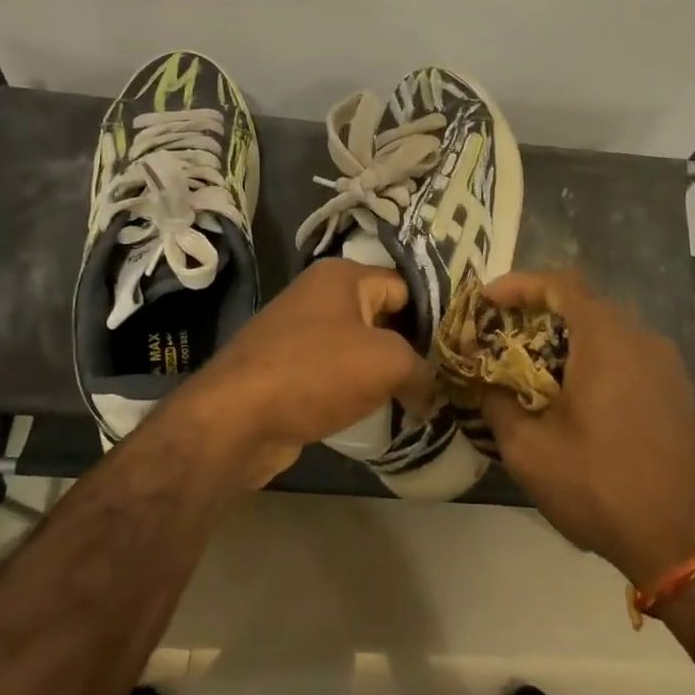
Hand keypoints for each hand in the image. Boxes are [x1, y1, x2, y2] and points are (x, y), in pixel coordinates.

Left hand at [171, 259, 432, 486]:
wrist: (236, 419)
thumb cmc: (316, 373)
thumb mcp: (387, 363)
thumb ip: (423, 371)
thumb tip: (433, 393)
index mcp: (342, 276)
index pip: (406, 286)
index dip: (434, 316)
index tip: (457, 349)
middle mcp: (319, 295)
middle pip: (383, 316)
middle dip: (411, 347)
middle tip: (444, 377)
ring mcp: (299, 333)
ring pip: (359, 348)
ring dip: (384, 373)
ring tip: (419, 398)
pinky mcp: (287, 369)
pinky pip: (336, 374)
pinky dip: (357, 391)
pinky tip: (379, 412)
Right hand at [480, 271, 694, 586]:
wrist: (690, 539)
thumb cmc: (602, 486)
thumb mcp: (530, 451)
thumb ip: (498, 406)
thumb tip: (485, 386)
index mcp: (606, 341)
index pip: (560, 284)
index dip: (518, 284)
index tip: (486, 301)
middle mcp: (642, 340)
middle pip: (585, 305)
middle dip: (538, 315)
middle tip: (502, 338)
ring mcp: (667, 366)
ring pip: (608, 334)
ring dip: (567, 342)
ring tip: (531, 370)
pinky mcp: (678, 392)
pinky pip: (628, 358)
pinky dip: (594, 362)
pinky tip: (573, 399)